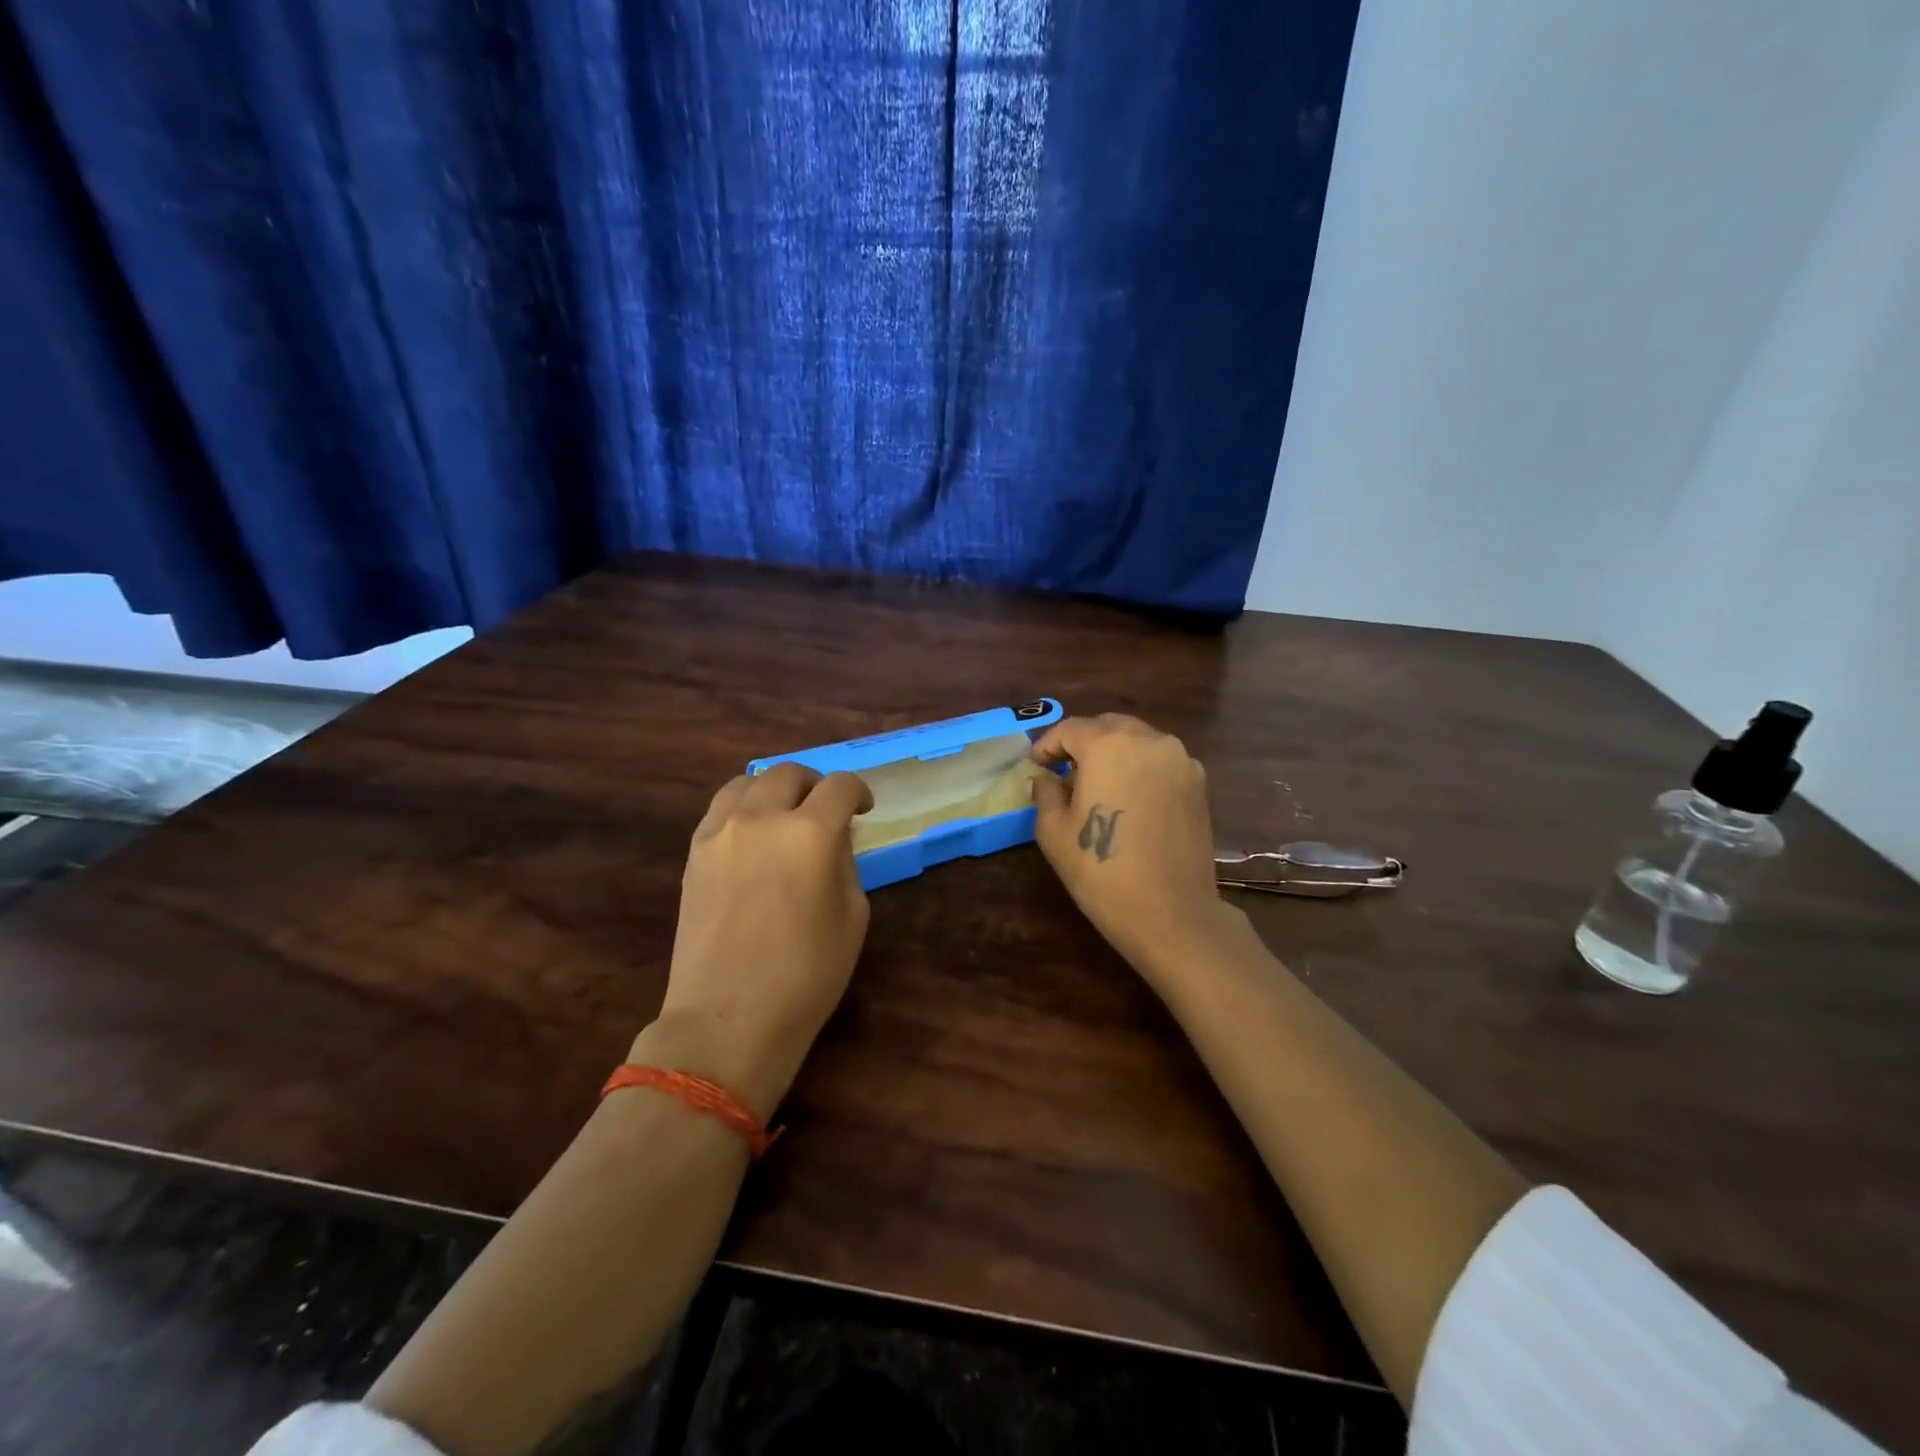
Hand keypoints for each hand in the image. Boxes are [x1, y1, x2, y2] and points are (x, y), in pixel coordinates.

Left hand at [636, 763, 873, 1117]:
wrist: (728, 1019)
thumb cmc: (807, 976)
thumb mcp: (853, 917)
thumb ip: (845, 862)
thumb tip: (832, 838)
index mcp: (810, 834)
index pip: (839, 786)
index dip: (858, 791)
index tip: (863, 809)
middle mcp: (762, 819)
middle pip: (790, 773)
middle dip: (815, 784)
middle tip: (825, 809)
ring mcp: (720, 833)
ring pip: (748, 782)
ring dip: (774, 789)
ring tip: (783, 813)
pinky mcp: (693, 852)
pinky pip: (720, 809)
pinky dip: (742, 807)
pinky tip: (751, 832)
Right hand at [1030, 715, 1235, 977]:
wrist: (1171, 913)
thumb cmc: (1102, 870)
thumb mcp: (1054, 832)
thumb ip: (1046, 793)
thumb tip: (1045, 779)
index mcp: (1108, 745)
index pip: (1070, 729)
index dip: (1048, 744)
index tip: (1036, 764)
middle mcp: (1148, 740)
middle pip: (1108, 726)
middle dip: (1083, 742)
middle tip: (1064, 768)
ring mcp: (1180, 760)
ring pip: (1138, 741)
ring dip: (1114, 752)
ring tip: (1097, 782)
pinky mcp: (1198, 783)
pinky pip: (1161, 761)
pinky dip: (1140, 767)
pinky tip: (1129, 796)